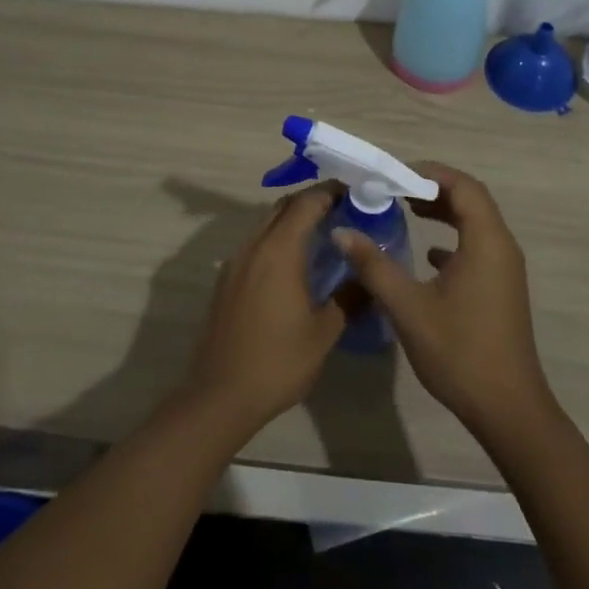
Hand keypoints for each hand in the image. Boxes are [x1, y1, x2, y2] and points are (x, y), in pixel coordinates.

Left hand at [182, 187, 344, 433]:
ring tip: (322, 237)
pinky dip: (277, 240)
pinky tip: (294, 266)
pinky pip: (255, 245)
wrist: (220, 396)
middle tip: (343, 212)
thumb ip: (349, 297)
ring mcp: (235, 263)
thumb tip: (368, 277)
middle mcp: (254, 246)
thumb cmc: (278, 361)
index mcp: (279, 250)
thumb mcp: (324, 332)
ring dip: (292, 221)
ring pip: (266, 224)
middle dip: (312, 202)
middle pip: (283, 207)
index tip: (355, 193)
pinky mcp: (226, 281)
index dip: (331, 192)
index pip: (306, 203)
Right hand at [333, 163, 554, 439]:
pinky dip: (453, 238)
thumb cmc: (459, 352)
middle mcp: (501, 246)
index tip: (394, 176)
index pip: (462, 186)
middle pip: (471, 199)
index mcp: (486, 241)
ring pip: (475, 222)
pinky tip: (427, 255)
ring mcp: (504, 268)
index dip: (429, 173)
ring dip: (443, 211)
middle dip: (434, 188)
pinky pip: (477, 246)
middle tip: (396, 189)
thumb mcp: (408, 307)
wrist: (507, 408)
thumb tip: (342, 232)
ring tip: (406, 211)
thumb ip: (375, 265)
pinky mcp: (501, 287)